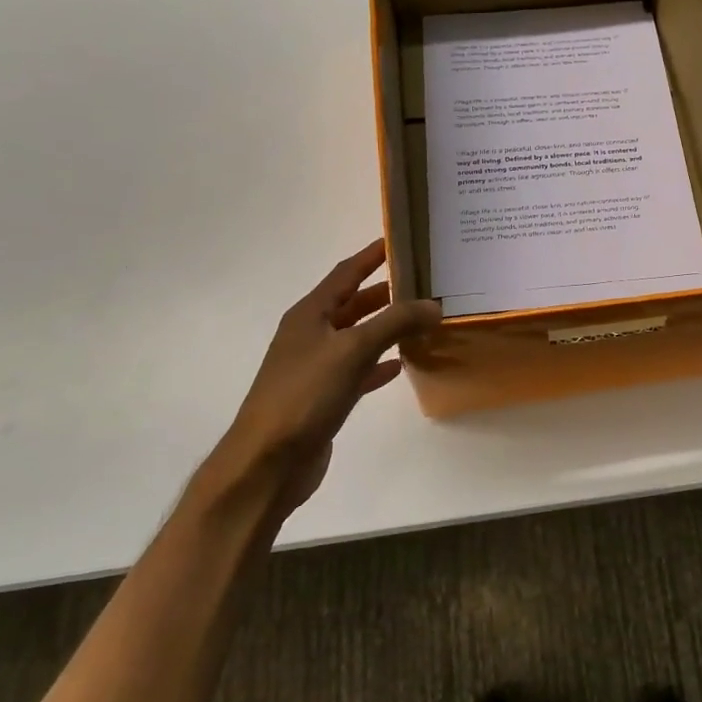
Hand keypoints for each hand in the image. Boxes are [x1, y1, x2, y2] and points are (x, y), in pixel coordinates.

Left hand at [200, 239, 440, 515]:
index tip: (400, 239)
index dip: (372, 256)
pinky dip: (379, 363)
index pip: (345, 273)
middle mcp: (311, 335)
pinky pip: (358, 370)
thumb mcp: (352, 350)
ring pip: (358, 337)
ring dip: (386, 327)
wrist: (268, 461)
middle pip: (353, 303)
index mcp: (309, 315)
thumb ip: (395, 323)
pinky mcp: (325, 396)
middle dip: (386, 291)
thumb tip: (433, 305)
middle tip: (423, 281)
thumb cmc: (305, 395)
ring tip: (421, 318)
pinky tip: (401, 363)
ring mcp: (316, 367)